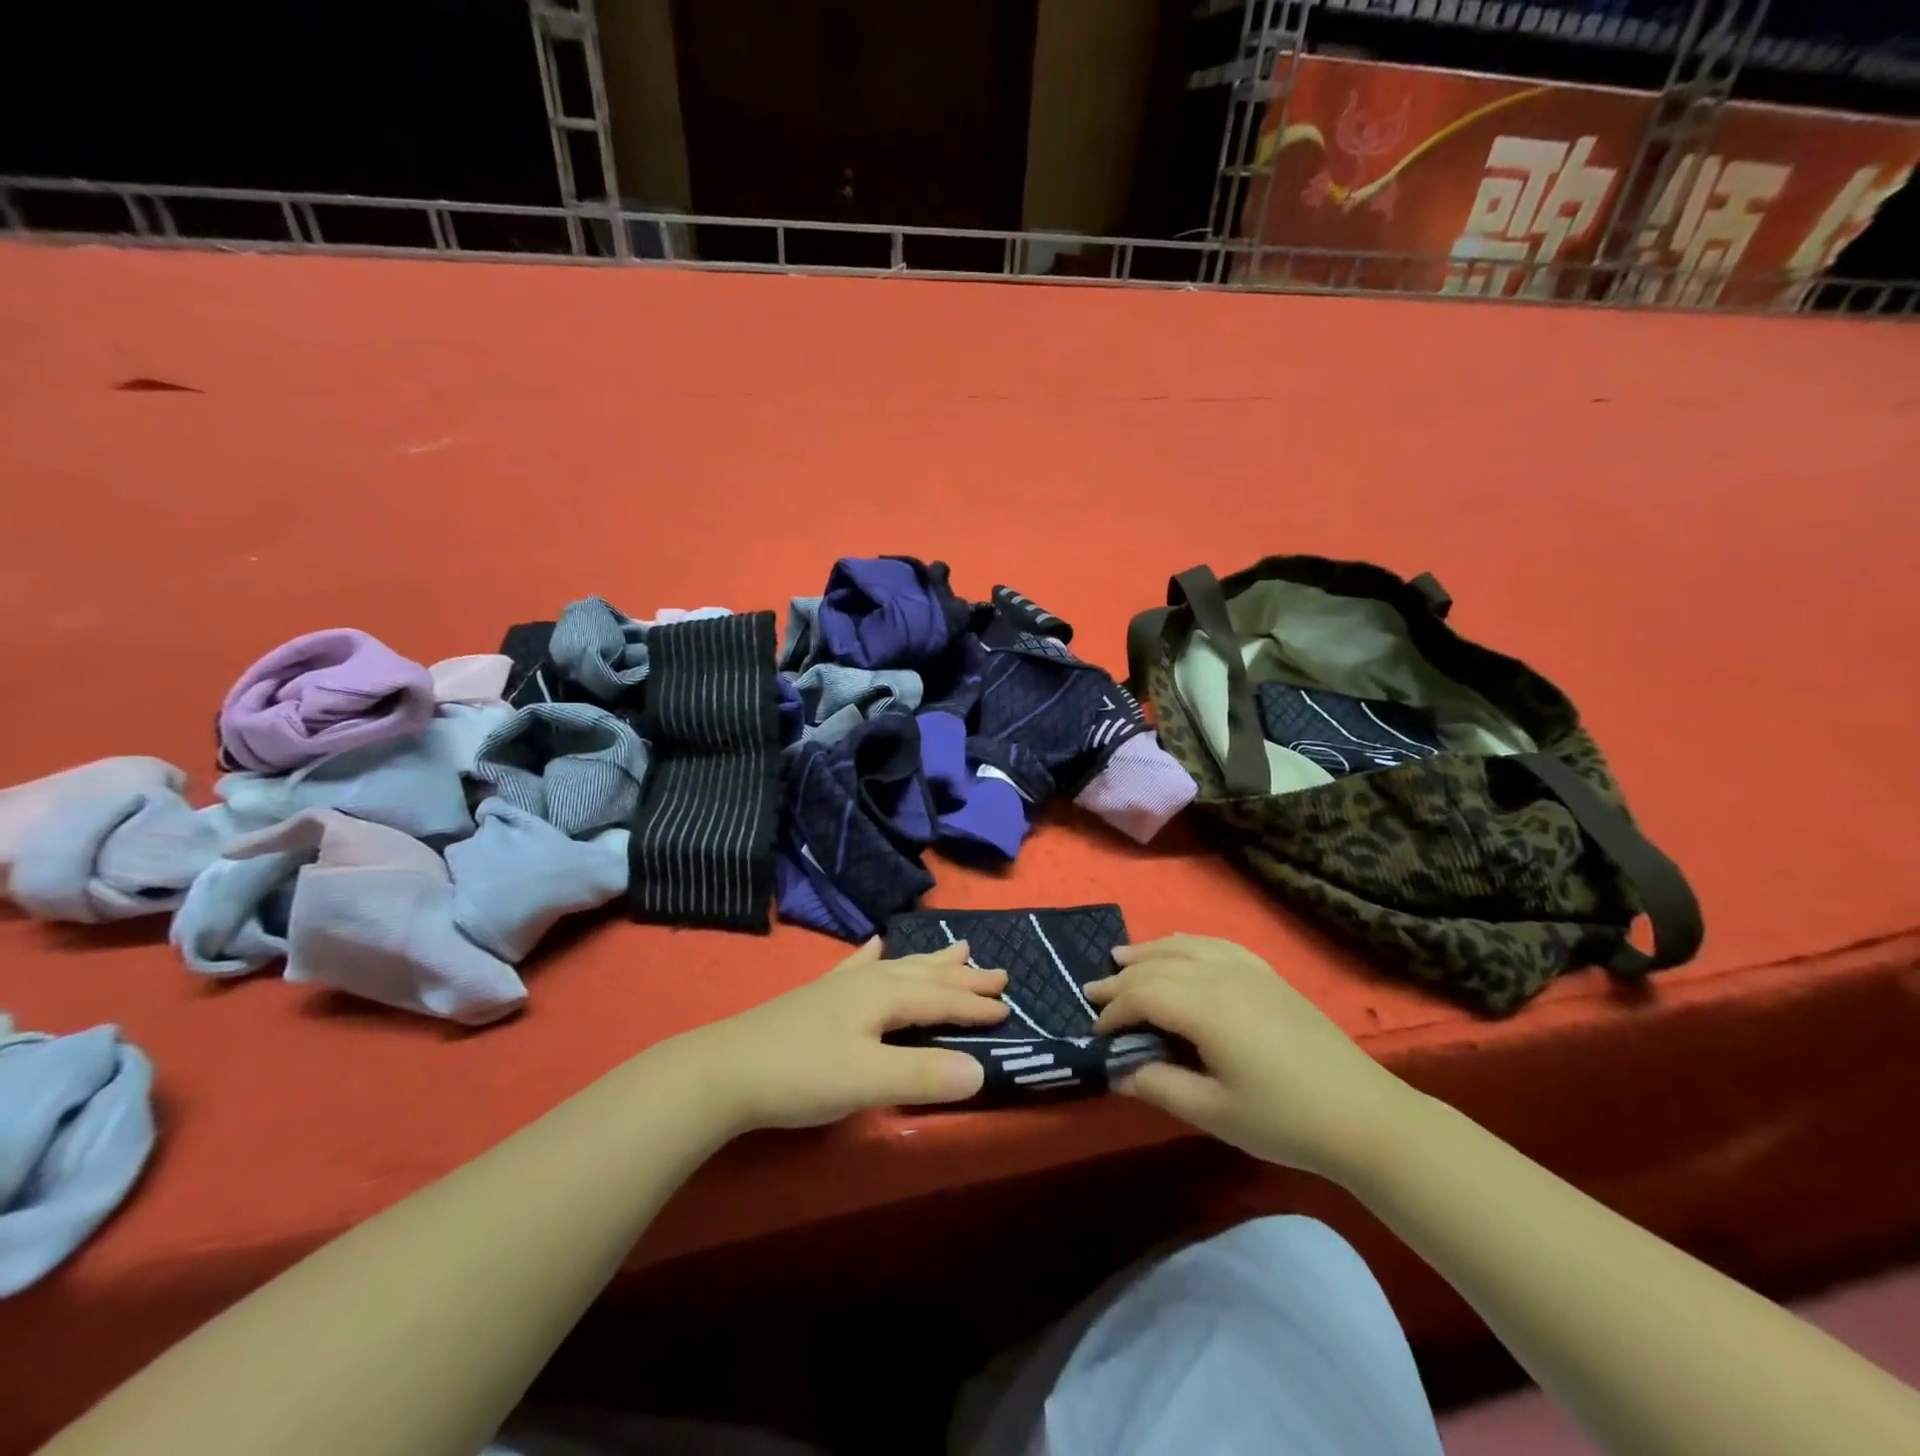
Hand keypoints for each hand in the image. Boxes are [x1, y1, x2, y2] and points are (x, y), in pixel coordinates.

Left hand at [675, 939, 1008, 1132]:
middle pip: (924, 975)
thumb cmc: (800, 1074)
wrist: (724, 1070)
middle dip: (962, 976)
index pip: (941, 998)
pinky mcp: (816, 996)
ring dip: (929, 961)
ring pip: (897, 966)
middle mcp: (867, 982)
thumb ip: (923, 1075)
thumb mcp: (866, 1081)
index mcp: (883, 997)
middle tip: (997, 968)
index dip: (974, 1004)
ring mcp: (839, 986)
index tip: (1008, 1006)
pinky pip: (855, 966)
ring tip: (956, 947)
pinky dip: (871, 955)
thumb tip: (982, 1071)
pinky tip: (873, 944)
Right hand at [1086, 935, 1413, 1179]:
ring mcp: (1248, 971)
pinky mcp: (1268, 975)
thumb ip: (1161, 1087)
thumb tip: (1120, 1072)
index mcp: (1205, 1008)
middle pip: (1157, 966)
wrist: (1365, 1116)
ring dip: (1149, 951)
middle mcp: (1221, 976)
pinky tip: (1181, 950)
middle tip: (1092, 992)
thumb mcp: (1215, 1113)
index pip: (1142, 995)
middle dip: (1121, 979)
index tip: (1098, 1035)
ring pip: (1185, 947)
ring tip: (1122, 957)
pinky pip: (1217, 945)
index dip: (1114, 1012)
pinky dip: (1188, 944)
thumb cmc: (1285, 1119)